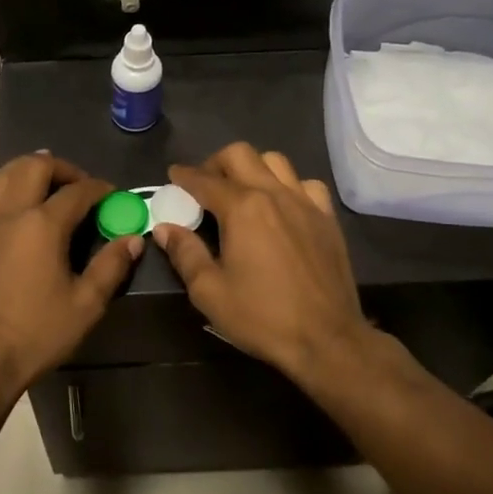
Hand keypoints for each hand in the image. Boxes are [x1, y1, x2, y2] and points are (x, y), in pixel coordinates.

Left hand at [0, 153, 141, 399]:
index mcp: (44, 226)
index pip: (77, 192)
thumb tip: (132, 239)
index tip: (111, 194)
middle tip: (75, 183)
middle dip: (60, 168)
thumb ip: (110, 267)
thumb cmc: (37, 335)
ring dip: (22, 169)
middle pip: (34, 168)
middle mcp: (10, 215)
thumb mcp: (86, 305)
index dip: (98, 188)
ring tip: (38, 177)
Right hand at [152, 143, 370, 379]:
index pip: (204, 180)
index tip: (173, 175)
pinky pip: (306, 184)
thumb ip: (185, 253)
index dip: (184, 176)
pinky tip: (282, 206)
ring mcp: (305, 202)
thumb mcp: (209, 291)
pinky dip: (288, 186)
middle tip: (205, 185)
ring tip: (242, 191)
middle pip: (240, 155)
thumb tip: (164, 228)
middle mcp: (273, 193)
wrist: (327, 339)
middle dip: (216, 163)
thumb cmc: (262, 316)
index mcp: (241, 208)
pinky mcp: (327, 217)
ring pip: (275, 161)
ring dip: (252, 168)